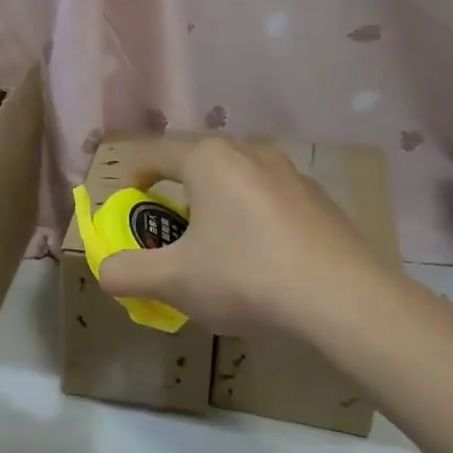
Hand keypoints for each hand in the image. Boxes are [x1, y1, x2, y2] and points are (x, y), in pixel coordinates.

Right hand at [93, 137, 395, 341]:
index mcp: (207, 158)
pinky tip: (260, 260)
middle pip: (193, 163)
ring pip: (234, 180)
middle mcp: (248, 151)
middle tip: (166, 231)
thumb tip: (105, 270)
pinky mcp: (319, 199)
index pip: (150, 154)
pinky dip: (250, 218)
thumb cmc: (246, 277)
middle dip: (172, 192)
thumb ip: (126, 272)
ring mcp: (290, 172)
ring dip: (213, 204)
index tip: (124, 209)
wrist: (347, 302)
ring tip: (213, 246)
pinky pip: (267, 199)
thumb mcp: (174, 281)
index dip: (128, 179)